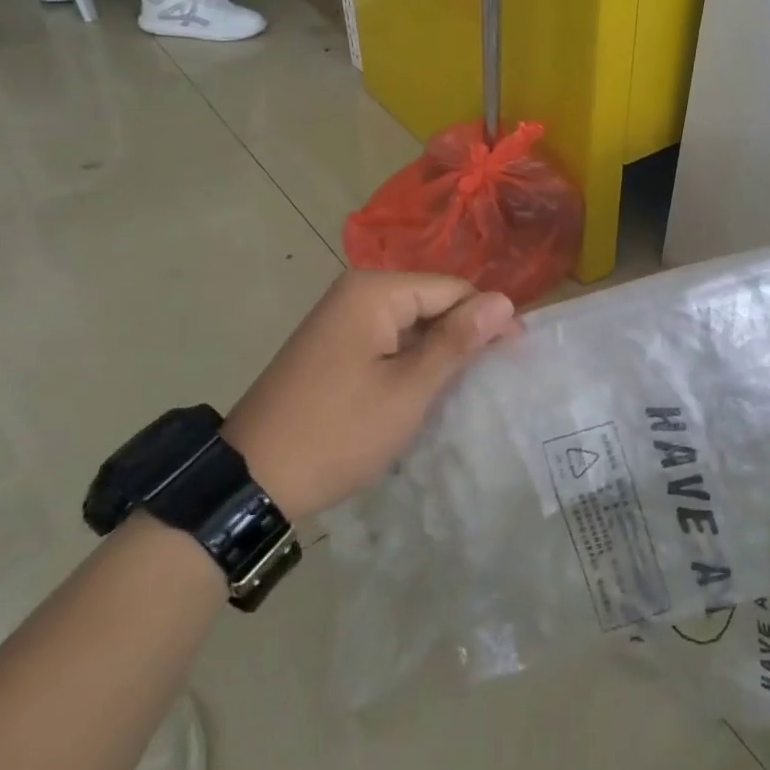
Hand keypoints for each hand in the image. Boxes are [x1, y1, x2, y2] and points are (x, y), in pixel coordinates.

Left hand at [223, 272, 518, 520]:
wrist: (251, 481)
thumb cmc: (338, 433)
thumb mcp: (408, 390)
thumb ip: (458, 341)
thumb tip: (505, 300)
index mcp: (374, 291)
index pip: (452, 288)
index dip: (488, 318)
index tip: (517, 356)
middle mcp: (356, 292)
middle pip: (431, 301)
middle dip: (463, 334)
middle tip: (491, 378)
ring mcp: (340, 318)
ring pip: (411, 322)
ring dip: (438, 350)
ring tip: (465, 386)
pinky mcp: (333, 345)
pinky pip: (388, 339)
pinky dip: (411, 360)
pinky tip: (424, 388)